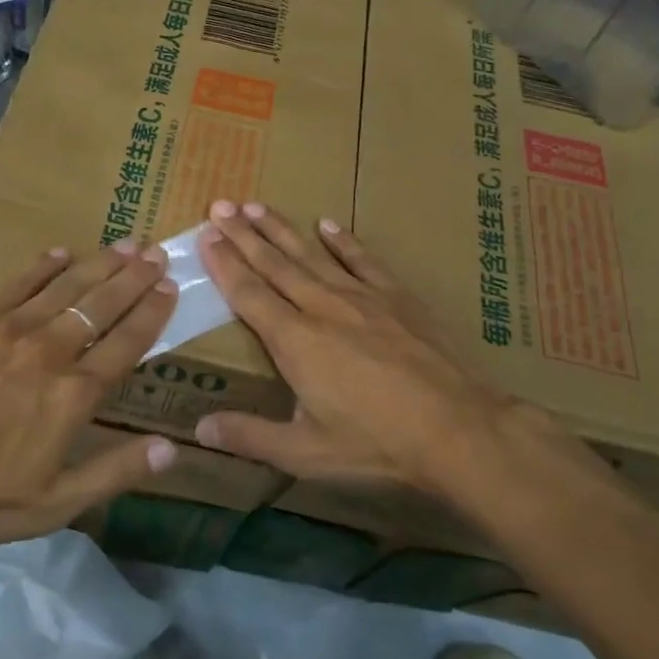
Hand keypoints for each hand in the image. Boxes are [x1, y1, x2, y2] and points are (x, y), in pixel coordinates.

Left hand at [0, 241, 179, 561]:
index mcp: (74, 395)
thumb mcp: (55, 504)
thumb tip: (172, 448)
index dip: (152, 312)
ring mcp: (8, 330)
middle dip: (134, 277)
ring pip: (66, 286)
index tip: (170, 287)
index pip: (126, 342)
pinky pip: (18, 283)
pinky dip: (44, 265)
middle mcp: (49, 352)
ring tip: (126, 244)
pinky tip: (62, 252)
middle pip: (102, 305)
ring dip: (100, 264)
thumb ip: (115, 472)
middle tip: (156, 253)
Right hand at [193, 202, 563, 501]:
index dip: (224, 264)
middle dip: (243, 235)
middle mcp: (322, 308)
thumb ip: (250, 436)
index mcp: (295, 341)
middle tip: (220, 205)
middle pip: (275, 264)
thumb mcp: (306, 453)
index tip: (205, 236)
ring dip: (281, 229)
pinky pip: (363, 260)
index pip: (248, 293)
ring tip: (256, 205)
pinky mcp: (398, 298)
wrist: (460, 430)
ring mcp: (362, 298)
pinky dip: (343, 241)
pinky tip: (328, 224)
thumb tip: (198, 429)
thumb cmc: (378, 445)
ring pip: (312, 254)